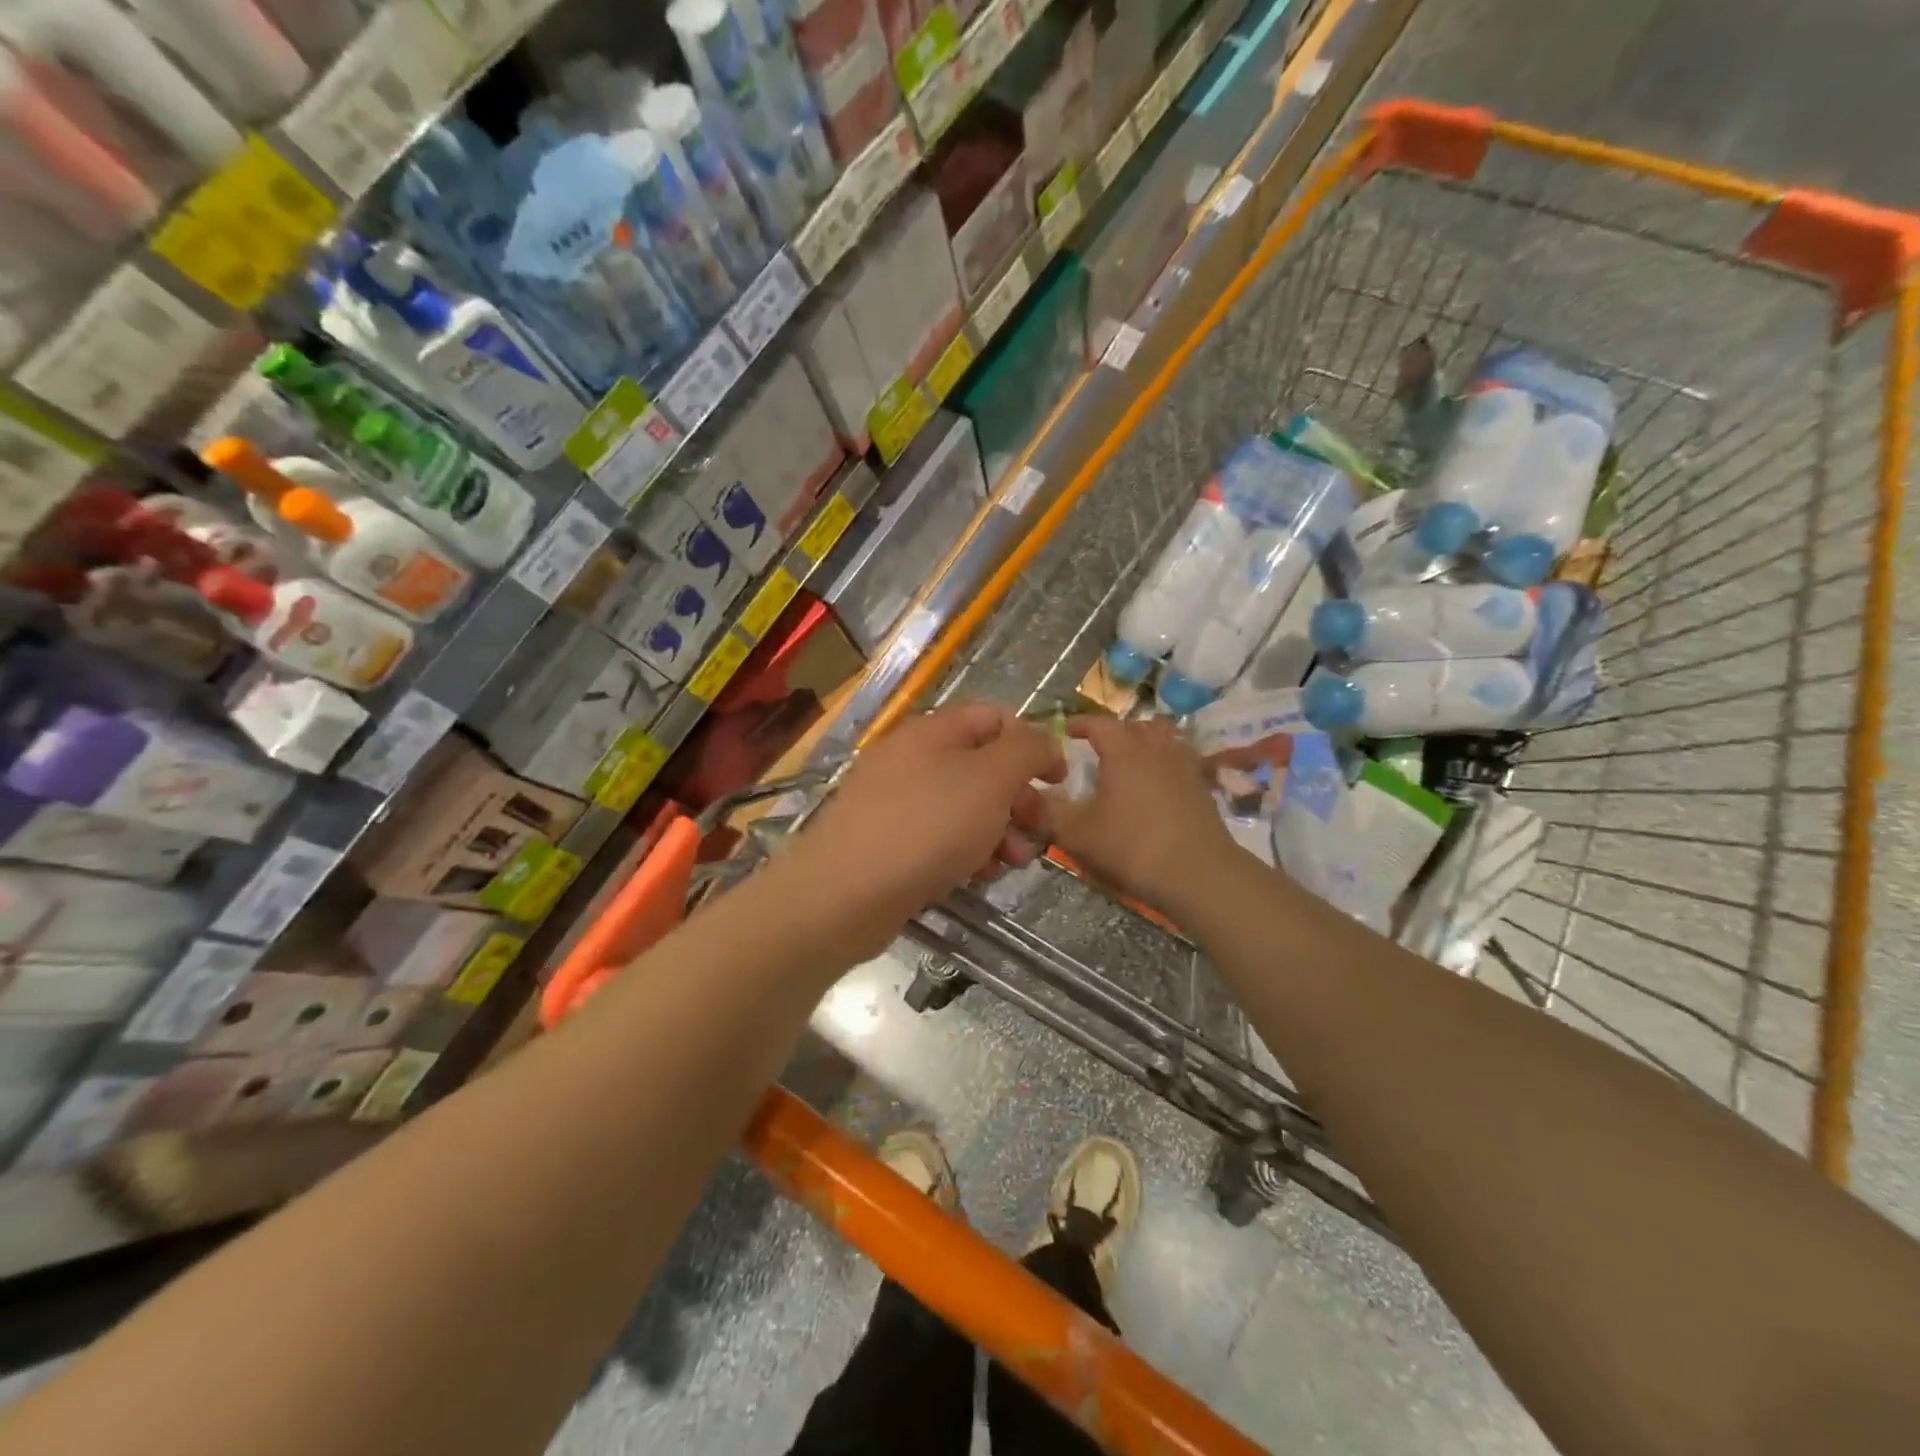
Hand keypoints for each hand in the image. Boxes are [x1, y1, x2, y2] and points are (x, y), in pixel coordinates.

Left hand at [790, 703, 1064, 951]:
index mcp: (933, 731)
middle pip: (981, 766)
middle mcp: (911, 759)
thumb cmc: (927, 826)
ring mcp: (895, 802)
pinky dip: (964, 852)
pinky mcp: (887, 842)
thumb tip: (1045, 742)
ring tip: (1009, 863)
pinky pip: (938, 837)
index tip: (1057, 781)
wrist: (845, 893)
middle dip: (1017, 798)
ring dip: (997, 831)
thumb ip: (1027, 751)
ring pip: (964, 807)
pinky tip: (974, 877)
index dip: (1031, 743)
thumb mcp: (990, 779)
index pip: (994, 718)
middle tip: (1037, 830)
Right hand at [1044, 716, 1242, 916]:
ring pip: (1161, 739)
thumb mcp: (1077, 834)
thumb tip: (1021, 797)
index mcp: (1124, 750)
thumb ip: (1046, 813)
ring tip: (1127, 762)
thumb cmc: (1132, 847)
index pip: (1098, 723)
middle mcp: (1156, 748)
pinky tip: (1154, 787)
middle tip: (1093, 748)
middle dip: (1111, 732)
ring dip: (1142, 743)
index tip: (1063, 731)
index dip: (1078, 724)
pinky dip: (1163, 764)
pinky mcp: (1202, 788)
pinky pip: (1178, 761)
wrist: (1200, 875)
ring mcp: (1184, 766)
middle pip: (1133, 726)